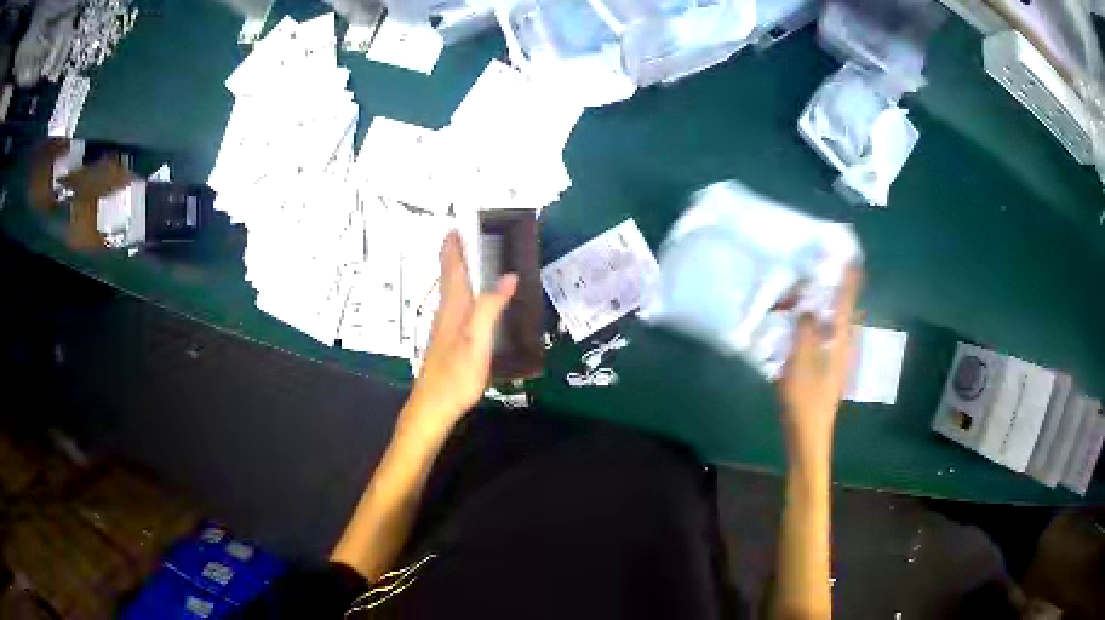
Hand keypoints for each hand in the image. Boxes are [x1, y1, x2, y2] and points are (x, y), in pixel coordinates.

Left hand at [402, 231, 516, 438]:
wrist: (433, 407)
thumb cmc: (456, 375)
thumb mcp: (477, 340)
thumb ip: (490, 307)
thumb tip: (508, 275)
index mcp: (453, 305)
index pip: (452, 265)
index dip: (454, 243)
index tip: (461, 222)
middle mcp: (447, 310)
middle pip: (452, 274)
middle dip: (461, 252)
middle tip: (479, 235)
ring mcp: (446, 326)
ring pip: (455, 289)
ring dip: (465, 271)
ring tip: (484, 260)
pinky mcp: (449, 340)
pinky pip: (460, 305)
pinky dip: (470, 292)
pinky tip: (481, 301)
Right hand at [778, 267, 861, 467]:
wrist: (808, 435)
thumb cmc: (805, 399)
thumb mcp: (800, 361)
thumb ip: (804, 329)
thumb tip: (807, 303)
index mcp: (839, 341)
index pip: (846, 302)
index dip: (849, 278)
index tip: (852, 255)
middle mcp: (843, 345)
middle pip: (842, 310)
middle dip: (835, 289)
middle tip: (820, 270)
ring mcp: (836, 358)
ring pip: (831, 324)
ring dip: (822, 307)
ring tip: (805, 293)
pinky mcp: (826, 368)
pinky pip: (822, 336)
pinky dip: (813, 324)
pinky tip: (798, 326)